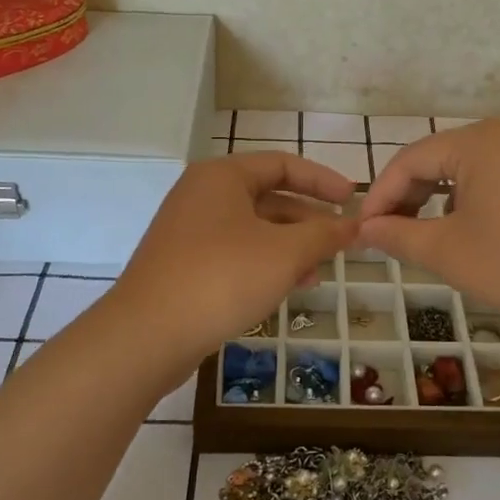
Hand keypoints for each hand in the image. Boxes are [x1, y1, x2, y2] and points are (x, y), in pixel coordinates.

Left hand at [111, 152, 357, 365]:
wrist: (146, 334)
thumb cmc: (221, 278)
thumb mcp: (284, 253)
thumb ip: (323, 235)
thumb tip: (352, 225)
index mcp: (222, 176)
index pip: (282, 164)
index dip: (322, 180)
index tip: (352, 199)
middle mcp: (202, 194)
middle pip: (267, 196)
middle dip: (307, 220)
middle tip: (340, 242)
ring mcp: (188, 230)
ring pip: (252, 228)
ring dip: (290, 246)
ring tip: (319, 272)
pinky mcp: (183, 263)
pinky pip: (235, 252)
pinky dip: (264, 263)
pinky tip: (287, 288)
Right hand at [356, 120, 499, 338]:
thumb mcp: (447, 252)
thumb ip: (397, 235)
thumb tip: (365, 230)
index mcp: (476, 142)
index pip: (409, 161)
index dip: (380, 197)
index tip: (362, 231)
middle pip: (438, 159)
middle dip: (408, 197)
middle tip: (388, 235)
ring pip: (467, 170)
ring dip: (438, 200)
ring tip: (424, 236)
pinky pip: (496, 179)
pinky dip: (471, 201)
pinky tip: (470, 233)